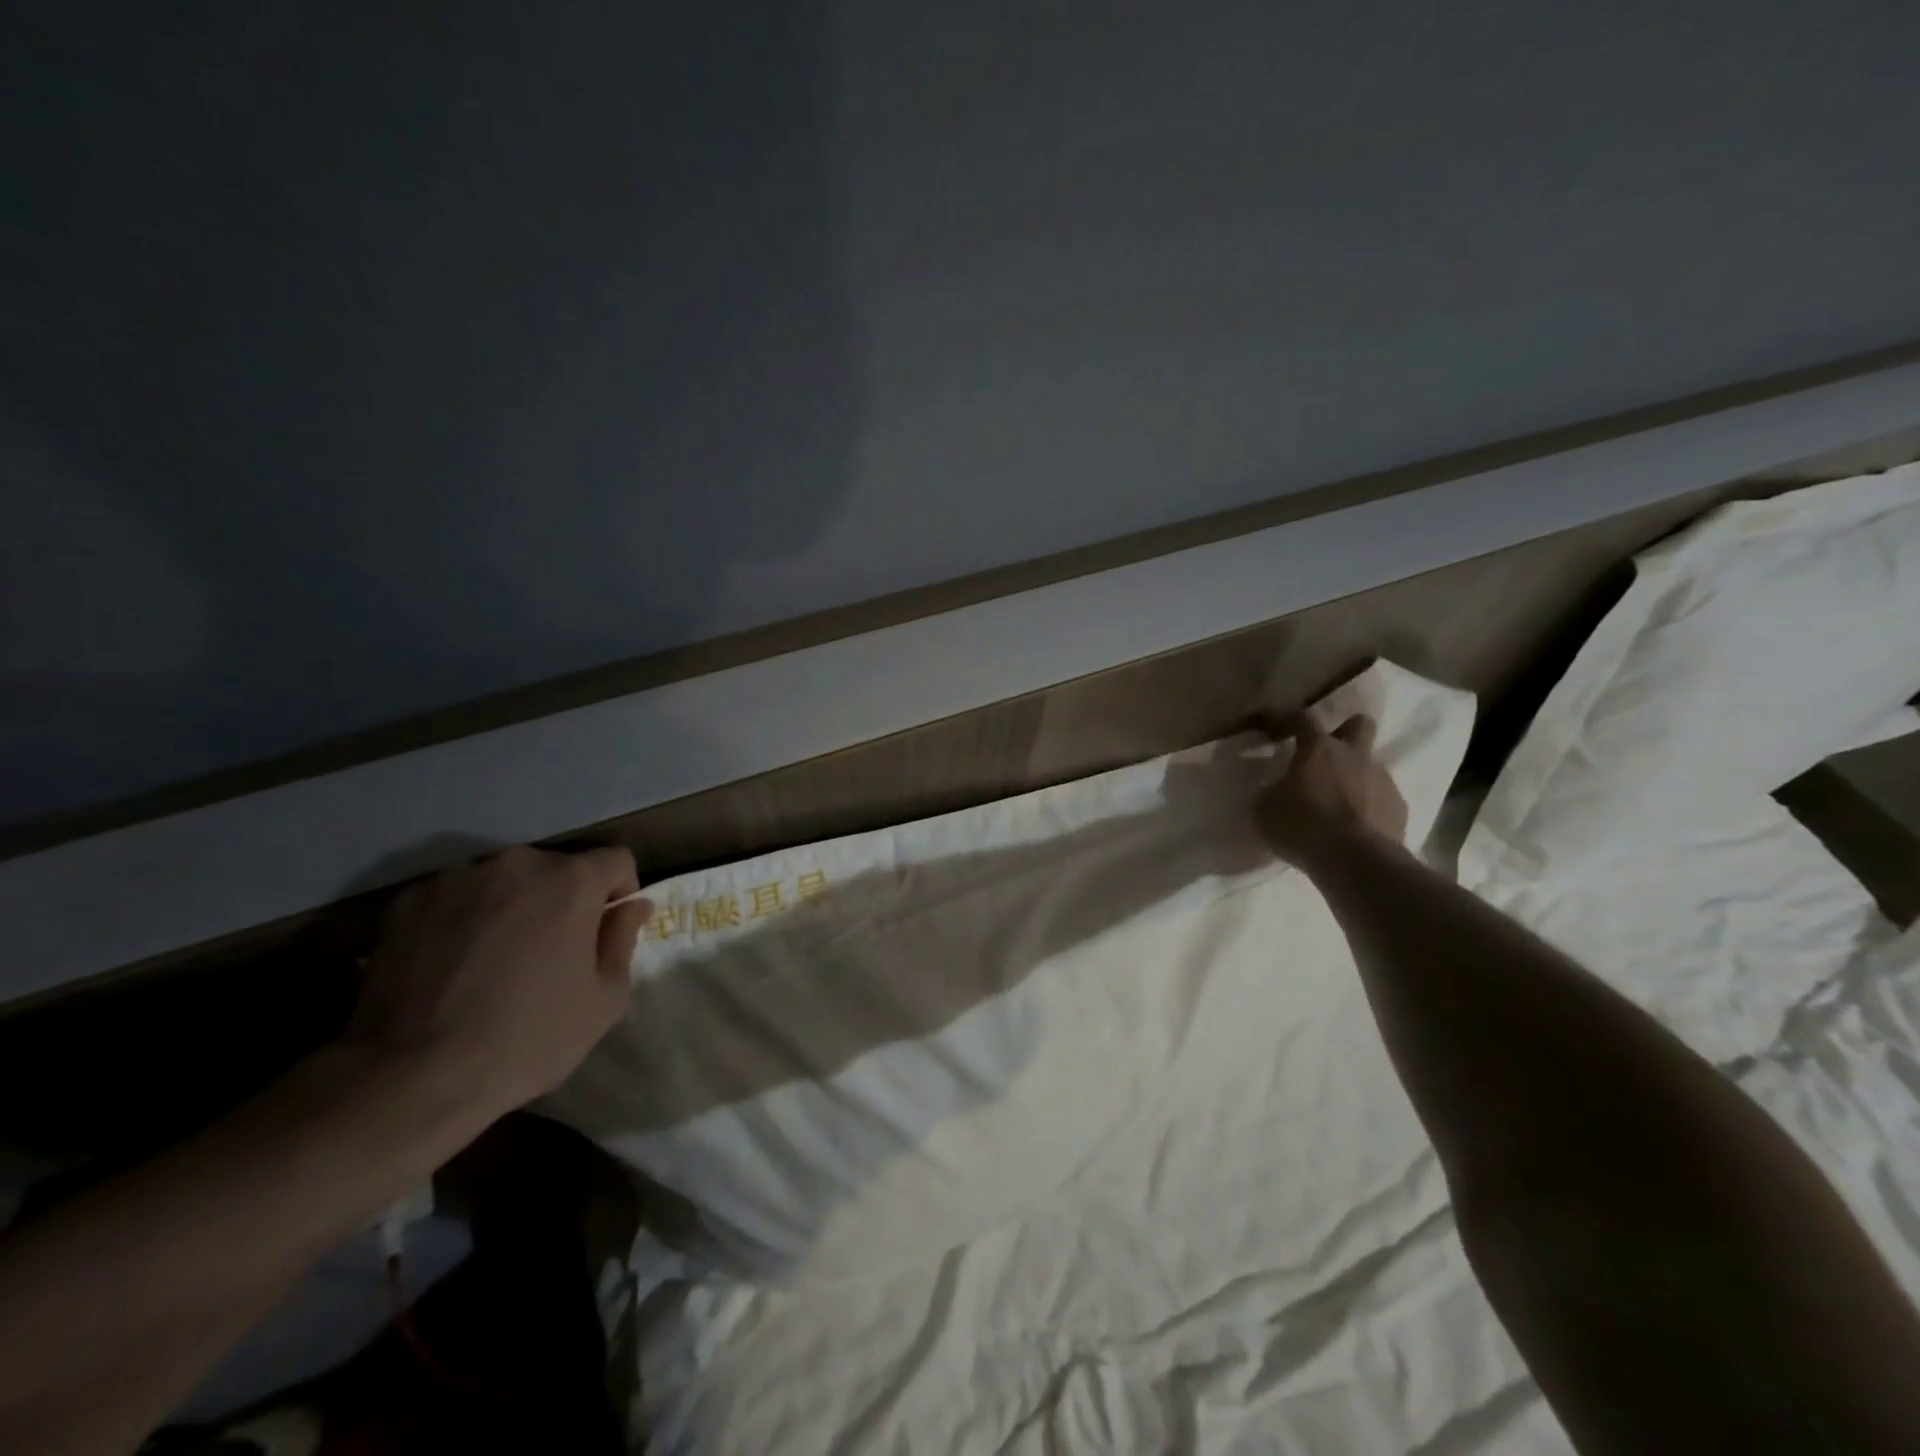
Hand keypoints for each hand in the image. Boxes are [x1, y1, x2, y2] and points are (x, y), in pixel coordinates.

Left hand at [345, 846, 650, 1121]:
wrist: (411, 1076)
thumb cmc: (527, 1038)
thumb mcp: (604, 999)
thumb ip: (623, 940)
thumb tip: (632, 906)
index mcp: (571, 881)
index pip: (616, 861)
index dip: (620, 892)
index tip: (606, 929)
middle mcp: (517, 863)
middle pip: (557, 869)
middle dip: (562, 900)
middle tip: (550, 951)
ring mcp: (457, 878)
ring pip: (504, 881)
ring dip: (512, 905)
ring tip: (494, 959)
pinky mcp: (409, 900)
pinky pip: (455, 897)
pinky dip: (464, 918)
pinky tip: (452, 964)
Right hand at [1254, 713, 1407, 868]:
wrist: (1355, 860)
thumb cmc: (1302, 826)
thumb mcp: (1265, 809)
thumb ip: (1271, 791)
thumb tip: (1274, 789)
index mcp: (1319, 749)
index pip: (1302, 718)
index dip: (1288, 718)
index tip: (1277, 727)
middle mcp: (1355, 756)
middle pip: (1360, 725)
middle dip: (1346, 731)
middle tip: (1329, 753)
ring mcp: (1383, 780)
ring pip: (1371, 766)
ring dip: (1355, 777)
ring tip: (1339, 804)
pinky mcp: (1400, 808)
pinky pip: (1382, 798)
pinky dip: (1369, 807)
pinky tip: (1356, 827)